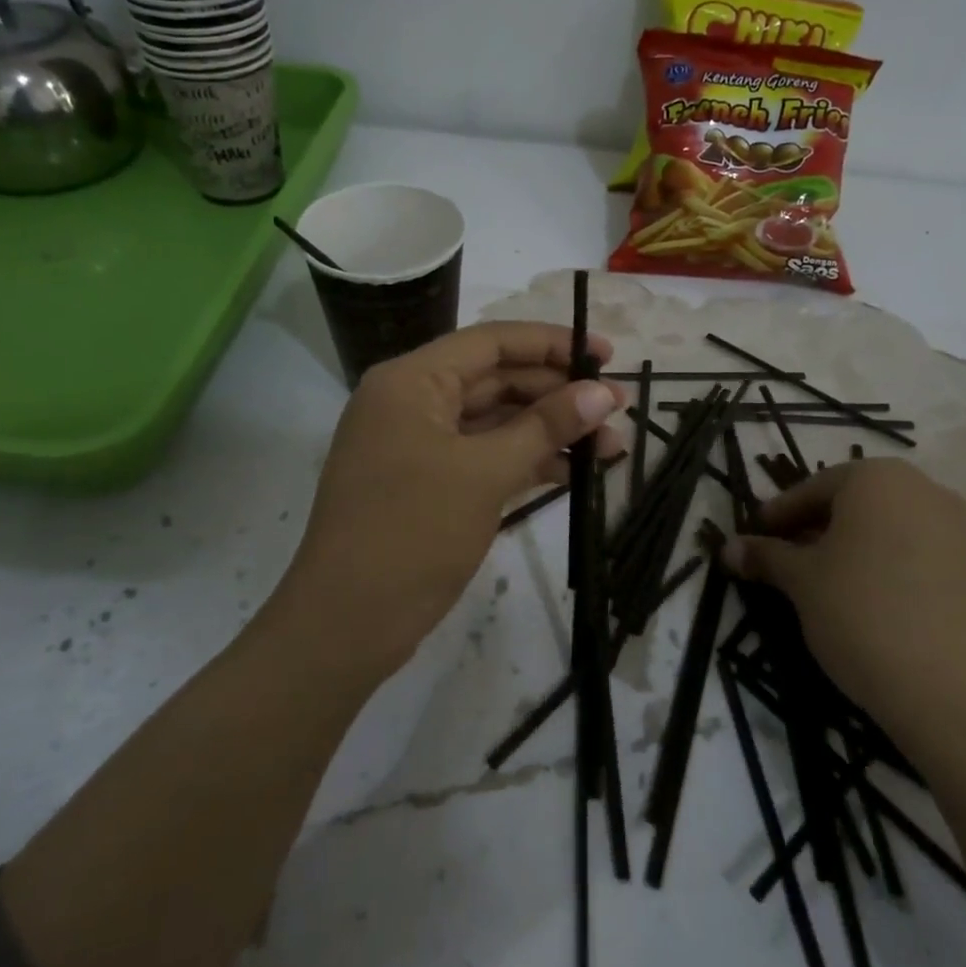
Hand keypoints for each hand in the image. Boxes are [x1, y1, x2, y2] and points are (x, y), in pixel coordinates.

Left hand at [282, 322, 622, 677]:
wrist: (347, 624)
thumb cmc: (412, 532)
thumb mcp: (485, 473)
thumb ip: (546, 427)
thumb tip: (603, 393)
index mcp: (411, 381)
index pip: (491, 342)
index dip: (552, 343)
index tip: (606, 354)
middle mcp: (412, 402)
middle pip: (496, 380)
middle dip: (558, 393)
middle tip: (619, 407)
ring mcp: (419, 446)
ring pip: (495, 422)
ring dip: (550, 431)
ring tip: (612, 446)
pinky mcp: (429, 484)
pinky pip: (485, 456)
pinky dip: (527, 461)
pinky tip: (574, 471)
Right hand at [725, 460, 965, 756]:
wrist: (959, 693)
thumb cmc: (863, 614)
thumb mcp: (802, 582)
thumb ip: (765, 557)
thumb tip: (728, 548)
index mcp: (876, 478)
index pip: (812, 488)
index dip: (776, 515)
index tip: (752, 539)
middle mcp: (921, 489)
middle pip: (850, 503)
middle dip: (811, 529)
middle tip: (780, 562)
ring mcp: (955, 528)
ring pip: (881, 528)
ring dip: (844, 548)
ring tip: (816, 584)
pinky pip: (910, 551)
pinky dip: (878, 565)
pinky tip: (859, 601)